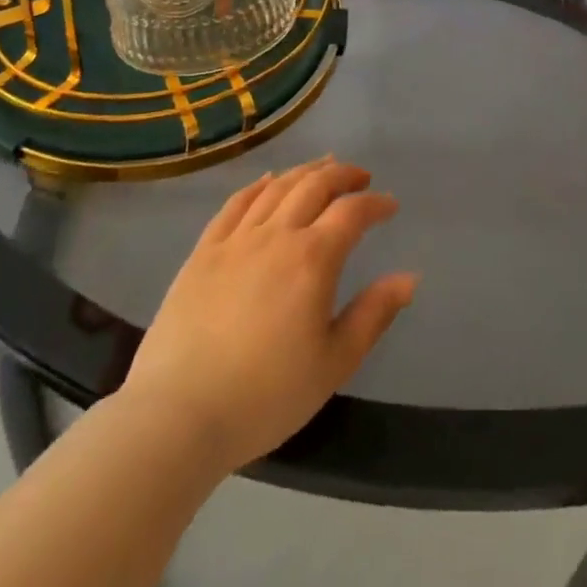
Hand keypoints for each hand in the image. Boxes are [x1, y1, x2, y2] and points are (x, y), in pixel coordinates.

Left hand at [122, 157, 416, 474]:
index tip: (389, 206)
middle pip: (315, 185)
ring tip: (322, 169)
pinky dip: (257, 186)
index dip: (375, 203)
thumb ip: (373, 315)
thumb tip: (409, 277)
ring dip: (305, 172)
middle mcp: (277, 235)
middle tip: (360, 178)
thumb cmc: (265, 395)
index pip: (352, 212)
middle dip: (343, 175)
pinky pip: (235, 204)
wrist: (177, 416)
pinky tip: (267, 181)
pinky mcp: (203, 252)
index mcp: (313, 258)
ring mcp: (236, 240)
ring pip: (276, 187)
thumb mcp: (334, 363)